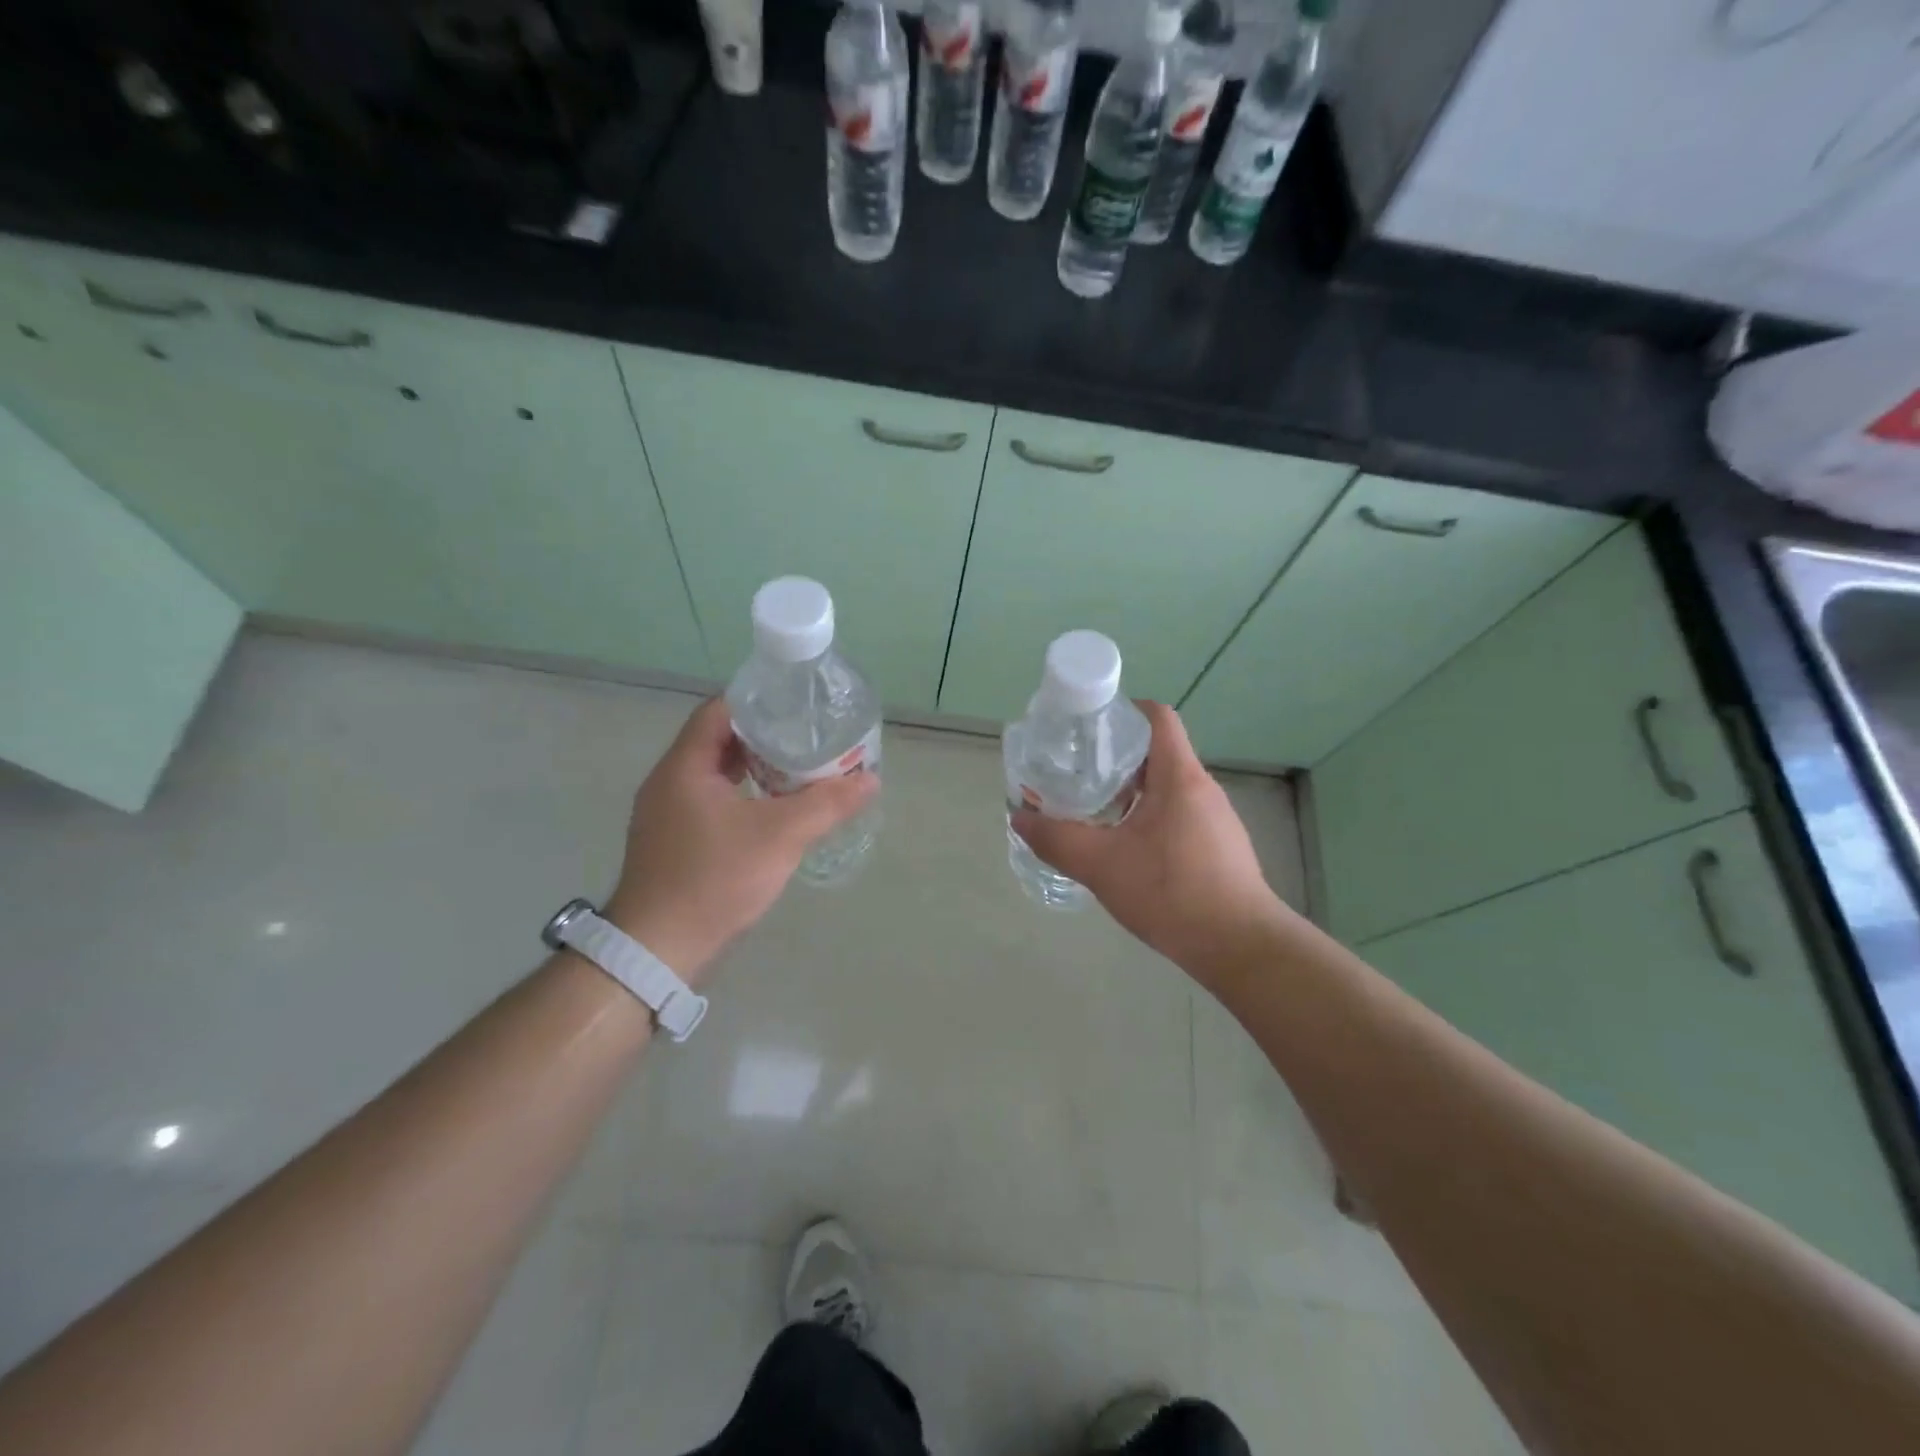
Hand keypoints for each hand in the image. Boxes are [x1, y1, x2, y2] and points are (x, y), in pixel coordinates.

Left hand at [602, 697, 876, 983]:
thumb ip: (827, 804)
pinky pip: (710, 802)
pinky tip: (772, 812)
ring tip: (798, 771)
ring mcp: (667, 814)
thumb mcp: (780, 836)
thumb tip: (870, 779)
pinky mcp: (673, 841)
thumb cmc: (715, 879)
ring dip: (754, 769)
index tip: (797, 706)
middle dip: (764, 737)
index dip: (759, 702)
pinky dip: (742, 796)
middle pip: (718, 741)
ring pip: (715, 775)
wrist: (660, 949)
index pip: (719, 711)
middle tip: (807, 738)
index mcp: (684, 767)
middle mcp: (669, 782)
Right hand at [1011, 701, 1289, 978]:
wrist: (1240, 947)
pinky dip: (1149, 818)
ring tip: (1094, 812)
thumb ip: (1057, 840)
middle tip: (1078, 774)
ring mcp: (1216, 819)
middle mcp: (1202, 788)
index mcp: (1179, 776)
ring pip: (1167, 788)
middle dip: (1116, 758)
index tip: (1089, 728)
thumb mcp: (1101, 865)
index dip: (1123, 712)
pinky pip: (1178, 815)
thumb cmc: (1172, 892)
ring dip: (1131, 792)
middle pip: (1157, 753)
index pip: (1157, 717)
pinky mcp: (1219, 847)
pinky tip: (1127, 850)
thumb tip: (1020, 817)